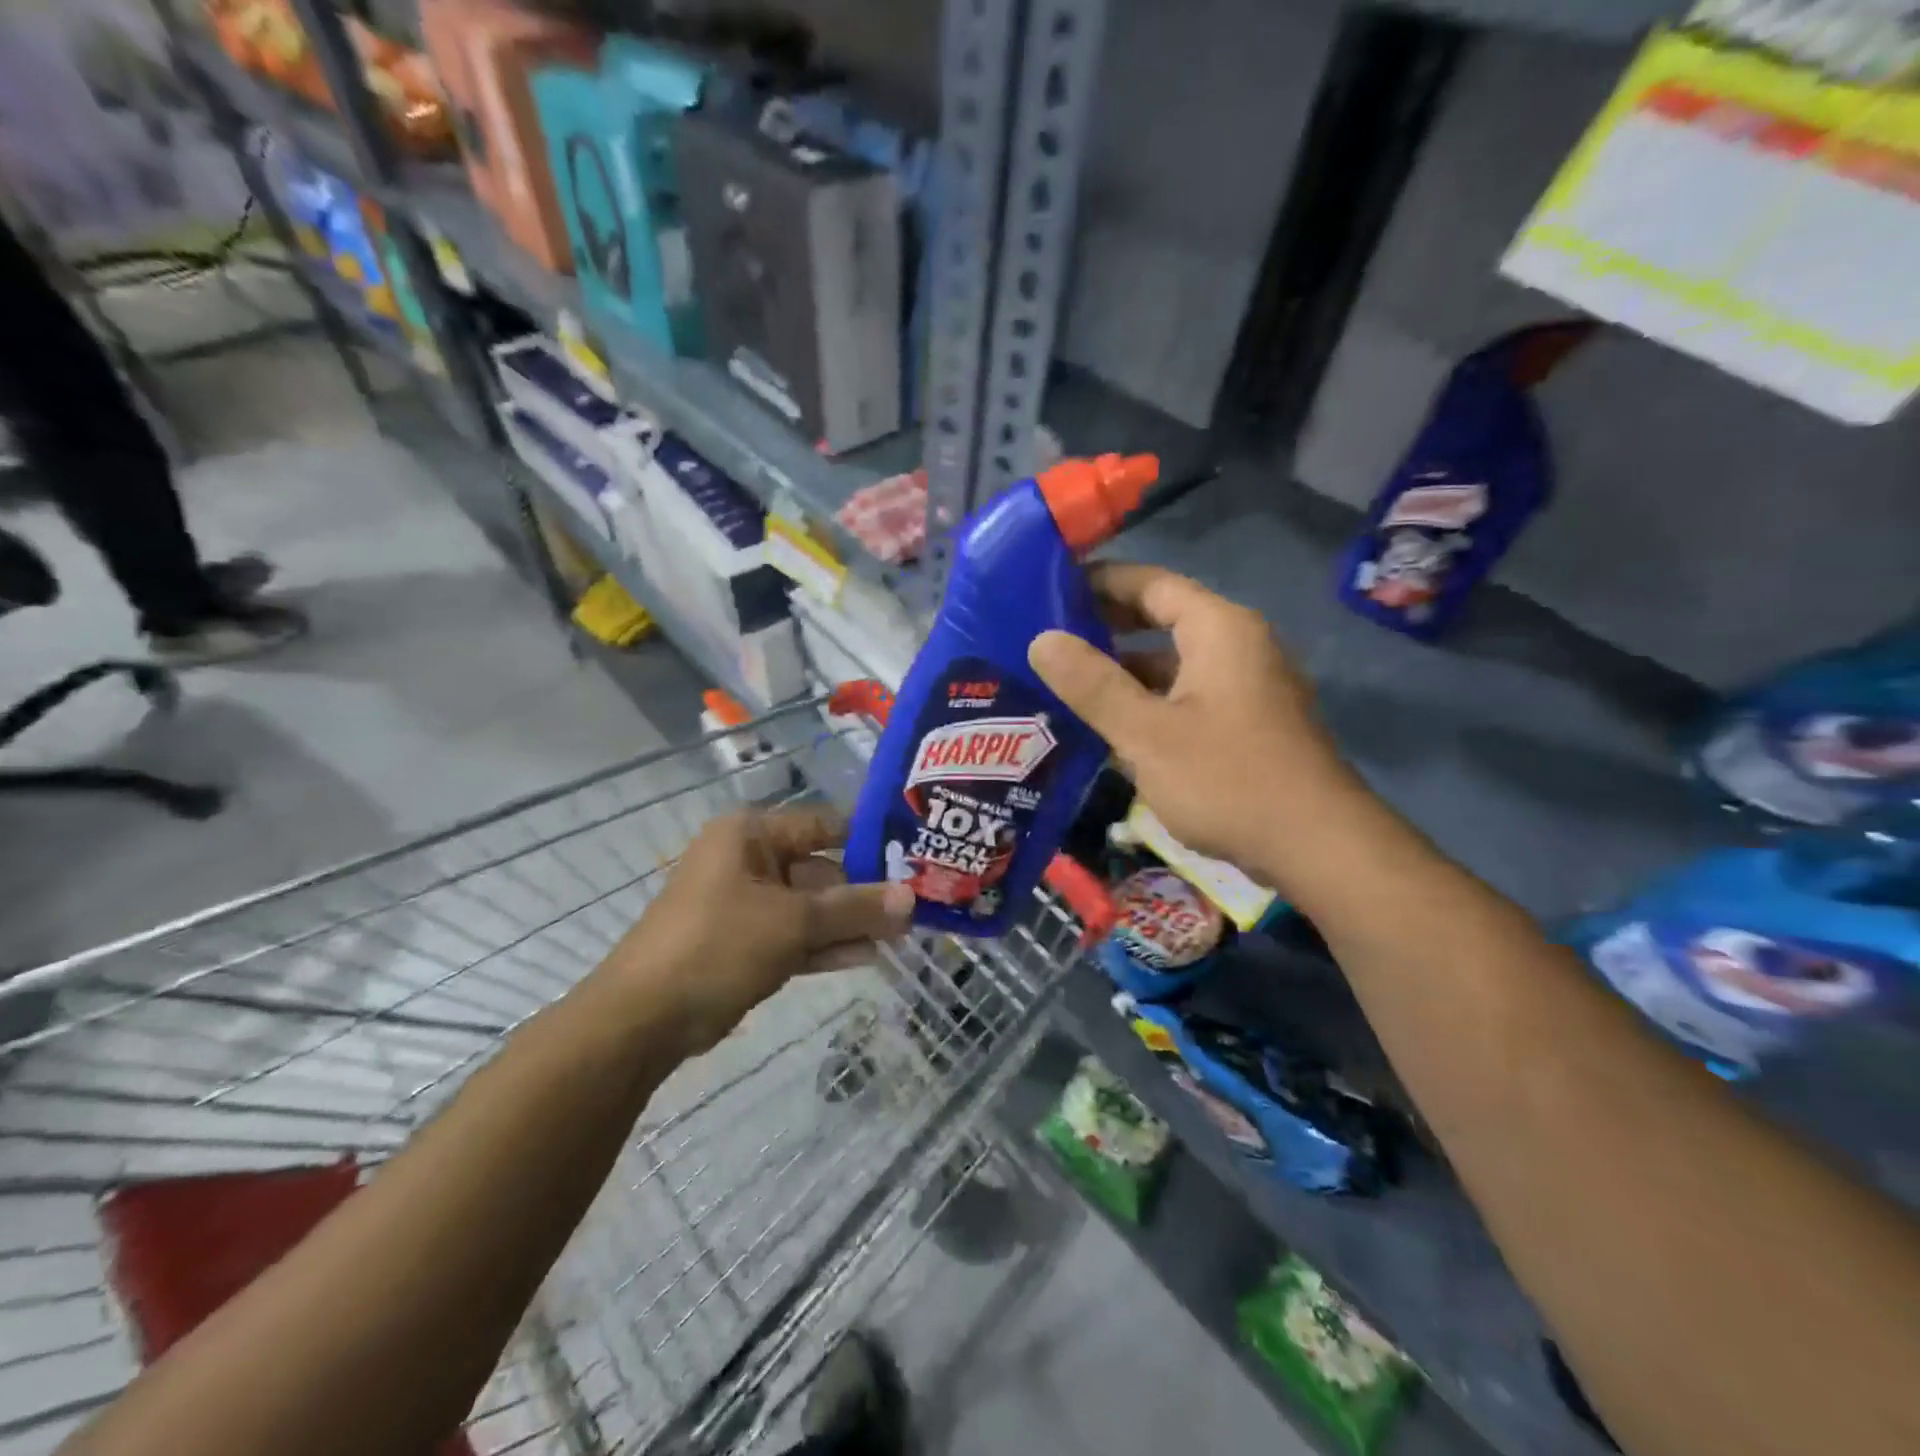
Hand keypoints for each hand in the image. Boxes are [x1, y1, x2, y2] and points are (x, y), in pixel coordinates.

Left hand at [607, 809, 914, 1053]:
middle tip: (914, 908)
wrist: (642, 1019)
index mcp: (751, 834)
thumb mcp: (793, 922)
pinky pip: (796, 935)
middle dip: (864, 892)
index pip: (824, 824)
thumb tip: (912, 898)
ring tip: (902, 935)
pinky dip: (827, 945)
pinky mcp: (745, 943)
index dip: (869, 839)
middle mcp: (749, 860)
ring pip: (811, 907)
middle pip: (821, 869)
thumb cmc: (717, 945)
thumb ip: (854, 908)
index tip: (914, 856)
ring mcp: (746, 904)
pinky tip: (869, 956)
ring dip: (850, 922)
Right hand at [1028, 562, 1358, 882]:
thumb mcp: (1147, 733)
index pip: (1151, 583)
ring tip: (1065, 683)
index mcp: (1219, 629)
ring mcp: (1246, 687)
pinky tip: (1109, 727)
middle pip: (1162, 619)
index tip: (1049, 587)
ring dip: (1124, 671)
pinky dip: (1148, 702)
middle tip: (1048, 637)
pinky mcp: (1246, 725)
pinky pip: (1186, 697)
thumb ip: (1093, 685)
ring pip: (1172, 664)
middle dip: (1106, 627)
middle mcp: (1238, 646)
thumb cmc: (1228, 780)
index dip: (1100, 581)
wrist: (1317, 848)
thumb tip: (1042, 639)